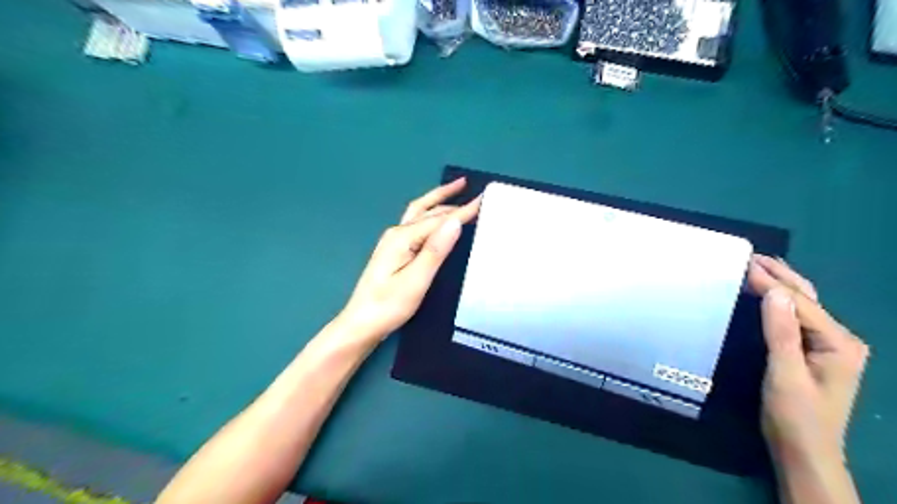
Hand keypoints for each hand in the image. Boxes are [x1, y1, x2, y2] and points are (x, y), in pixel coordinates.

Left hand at [337, 177, 479, 345]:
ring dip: (438, 200)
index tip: (484, 199)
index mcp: (403, 237)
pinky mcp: (394, 251)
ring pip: (419, 213)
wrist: (361, 324)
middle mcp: (397, 233)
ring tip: (456, 190)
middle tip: (474, 191)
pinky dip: (431, 214)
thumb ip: (435, 250)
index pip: (439, 220)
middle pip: (428, 211)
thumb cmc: (389, 306)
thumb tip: (454, 222)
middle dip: (451, 199)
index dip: (463, 210)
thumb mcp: (416, 280)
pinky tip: (436, 218)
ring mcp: (393, 241)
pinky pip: (416, 223)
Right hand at [752, 256, 869, 467]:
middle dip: (780, 275)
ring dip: (781, 284)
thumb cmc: (794, 415)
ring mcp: (830, 346)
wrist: (804, 450)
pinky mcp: (815, 352)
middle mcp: (840, 339)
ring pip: (804, 305)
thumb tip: (774, 292)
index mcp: (838, 342)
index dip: (769, 282)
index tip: (742, 264)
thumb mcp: (785, 373)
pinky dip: (780, 301)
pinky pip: (797, 317)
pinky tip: (768, 294)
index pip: (798, 303)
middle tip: (751, 256)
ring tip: (758, 267)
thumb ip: (781, 332)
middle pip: (807, 298)